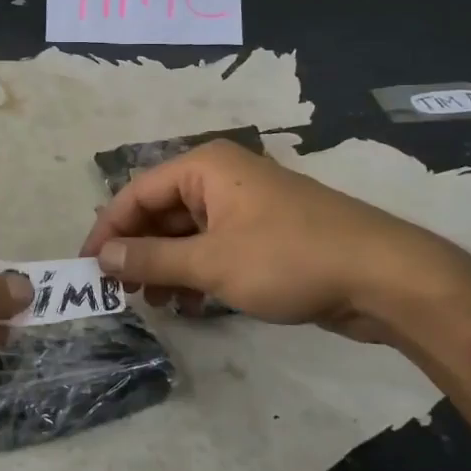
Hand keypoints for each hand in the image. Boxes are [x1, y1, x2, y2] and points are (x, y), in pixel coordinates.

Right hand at [80, 139, 470, 340]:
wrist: (384, 277)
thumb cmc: (289, 259)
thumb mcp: (211, 262)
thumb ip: (151, 258)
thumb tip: (102, 256)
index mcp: (204, 167)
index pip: (136, 192)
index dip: (108, 230)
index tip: (87, 268)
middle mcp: (221, 177)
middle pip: (161, 211)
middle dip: (139, 251)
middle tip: (121, 292)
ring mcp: (245, 206)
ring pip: (187, 233)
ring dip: (166, 266)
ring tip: (155, 304)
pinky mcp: (265, 233)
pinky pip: (214, 247)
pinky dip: (197, 272)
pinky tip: (190, 304)